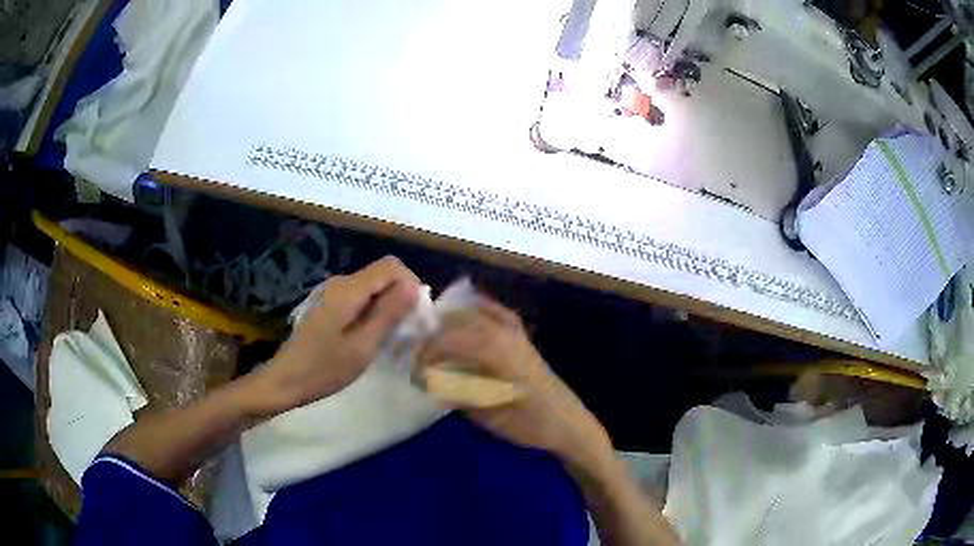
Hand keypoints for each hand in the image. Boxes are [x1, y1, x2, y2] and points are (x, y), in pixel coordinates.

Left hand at [259, 256, 420, 411]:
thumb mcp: (362, 346)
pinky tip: (370, 337)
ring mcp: (332, 292)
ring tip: (389, 338)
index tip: (415, 316)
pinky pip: (359, 297)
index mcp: (348, 289)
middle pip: (382, 274)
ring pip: (372, 287)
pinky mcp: (329, 304)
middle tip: (405, 332)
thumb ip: (388, 314)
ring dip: (387, 306)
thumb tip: (414, 285)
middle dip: (400, 296)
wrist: (286, 380)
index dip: (410, 284)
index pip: (391, 266)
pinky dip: (372, 311)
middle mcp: (340, 282)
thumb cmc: (324, 369)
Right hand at [417, 298, 610, 464]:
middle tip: (418, 357)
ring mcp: (516, 331)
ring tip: (434, 341)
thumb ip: (457, 391)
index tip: (412, 372)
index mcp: (493, 349)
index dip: (424, 355)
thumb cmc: (528, 423)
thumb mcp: (486, 414)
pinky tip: (466, 319)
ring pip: (474, 312)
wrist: (568, 424)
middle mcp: (503, 331)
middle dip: (433, 336)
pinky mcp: (523, 337)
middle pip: (457, 321)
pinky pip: (495, 313)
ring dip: (451, 322)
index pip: (446, 341)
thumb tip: (428, 379)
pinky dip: (477, 311)